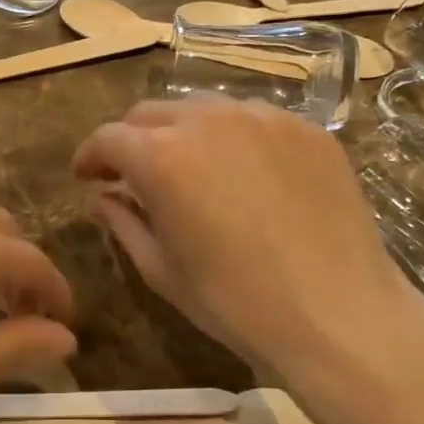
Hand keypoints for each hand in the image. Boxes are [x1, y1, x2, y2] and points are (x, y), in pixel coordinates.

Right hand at [72, 97, 423, 401]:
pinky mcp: (308, 129)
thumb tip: (101, 198)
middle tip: (133, 175)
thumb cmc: (234, 303)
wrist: (337, 314)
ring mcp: (264, 118)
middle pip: (151, 113)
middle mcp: (208, 120)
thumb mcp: (162, 269)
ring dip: (182, 134)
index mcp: (162, 157)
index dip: (90, 156)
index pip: (108, 138)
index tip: (86, 177)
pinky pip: (254, 120)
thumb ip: (123, 222)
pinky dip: (233, 139)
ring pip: (203, 109)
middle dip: (132, 140)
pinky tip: (244, 176)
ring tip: (190, 171)